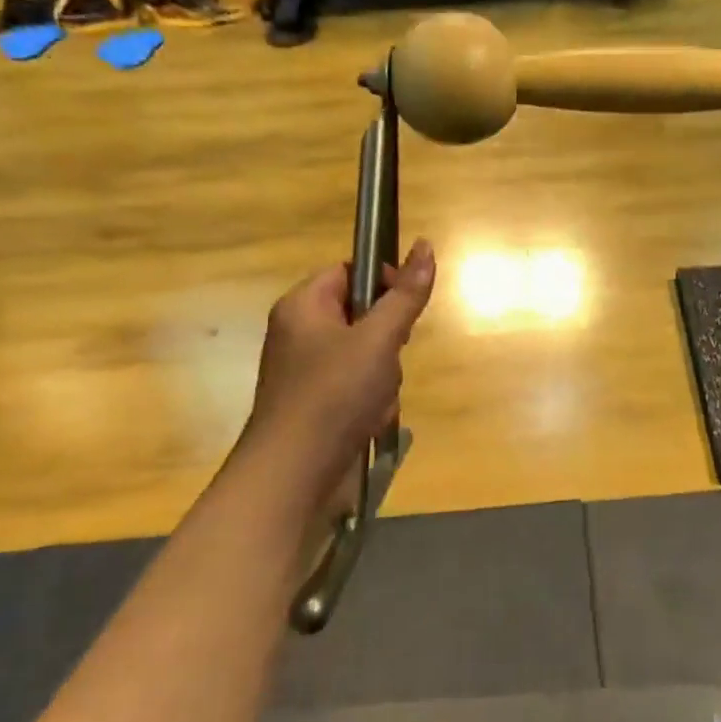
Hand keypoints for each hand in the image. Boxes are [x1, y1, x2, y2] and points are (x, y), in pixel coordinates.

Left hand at [234, 240, 436, 501]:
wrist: (294, 476)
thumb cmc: (334, 395)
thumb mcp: (378, 339)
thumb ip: (406, 295)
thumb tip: (426, 245)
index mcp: (303, 306)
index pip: (349, 271)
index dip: (384, 280)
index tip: (407, 305)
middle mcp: (300, 333)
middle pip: (362, 314)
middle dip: (388, 339)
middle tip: (388, 358)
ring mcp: (307, 372)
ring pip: (366, 354)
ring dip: (384, 375)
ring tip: (377, 398)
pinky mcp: (317, 405)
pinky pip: (356, 387)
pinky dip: (372, 400)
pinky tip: (371, 419)